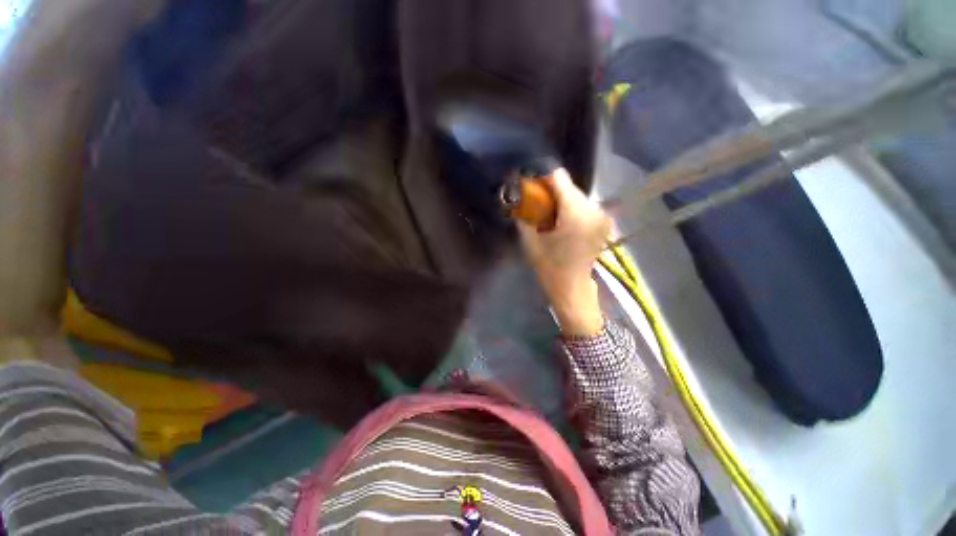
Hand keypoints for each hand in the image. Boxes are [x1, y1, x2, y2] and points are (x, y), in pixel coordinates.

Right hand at [518, 168, 610, 335]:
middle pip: (569, 186)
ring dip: (561, 200)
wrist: (573, 288)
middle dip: (551, 191)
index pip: (560, 178)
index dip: (543, 180)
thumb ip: (524, 216)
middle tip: (537, 206)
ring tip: (548, 216)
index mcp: (575, 214)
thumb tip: (519, 198)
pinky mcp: (603, 222)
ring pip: (576, 195)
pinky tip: (560, 221)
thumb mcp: (531, 241)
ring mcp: (601, 216)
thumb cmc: (550, 268)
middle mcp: (593, 210)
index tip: (531, 190)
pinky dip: (570, 208)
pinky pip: (583, 205)